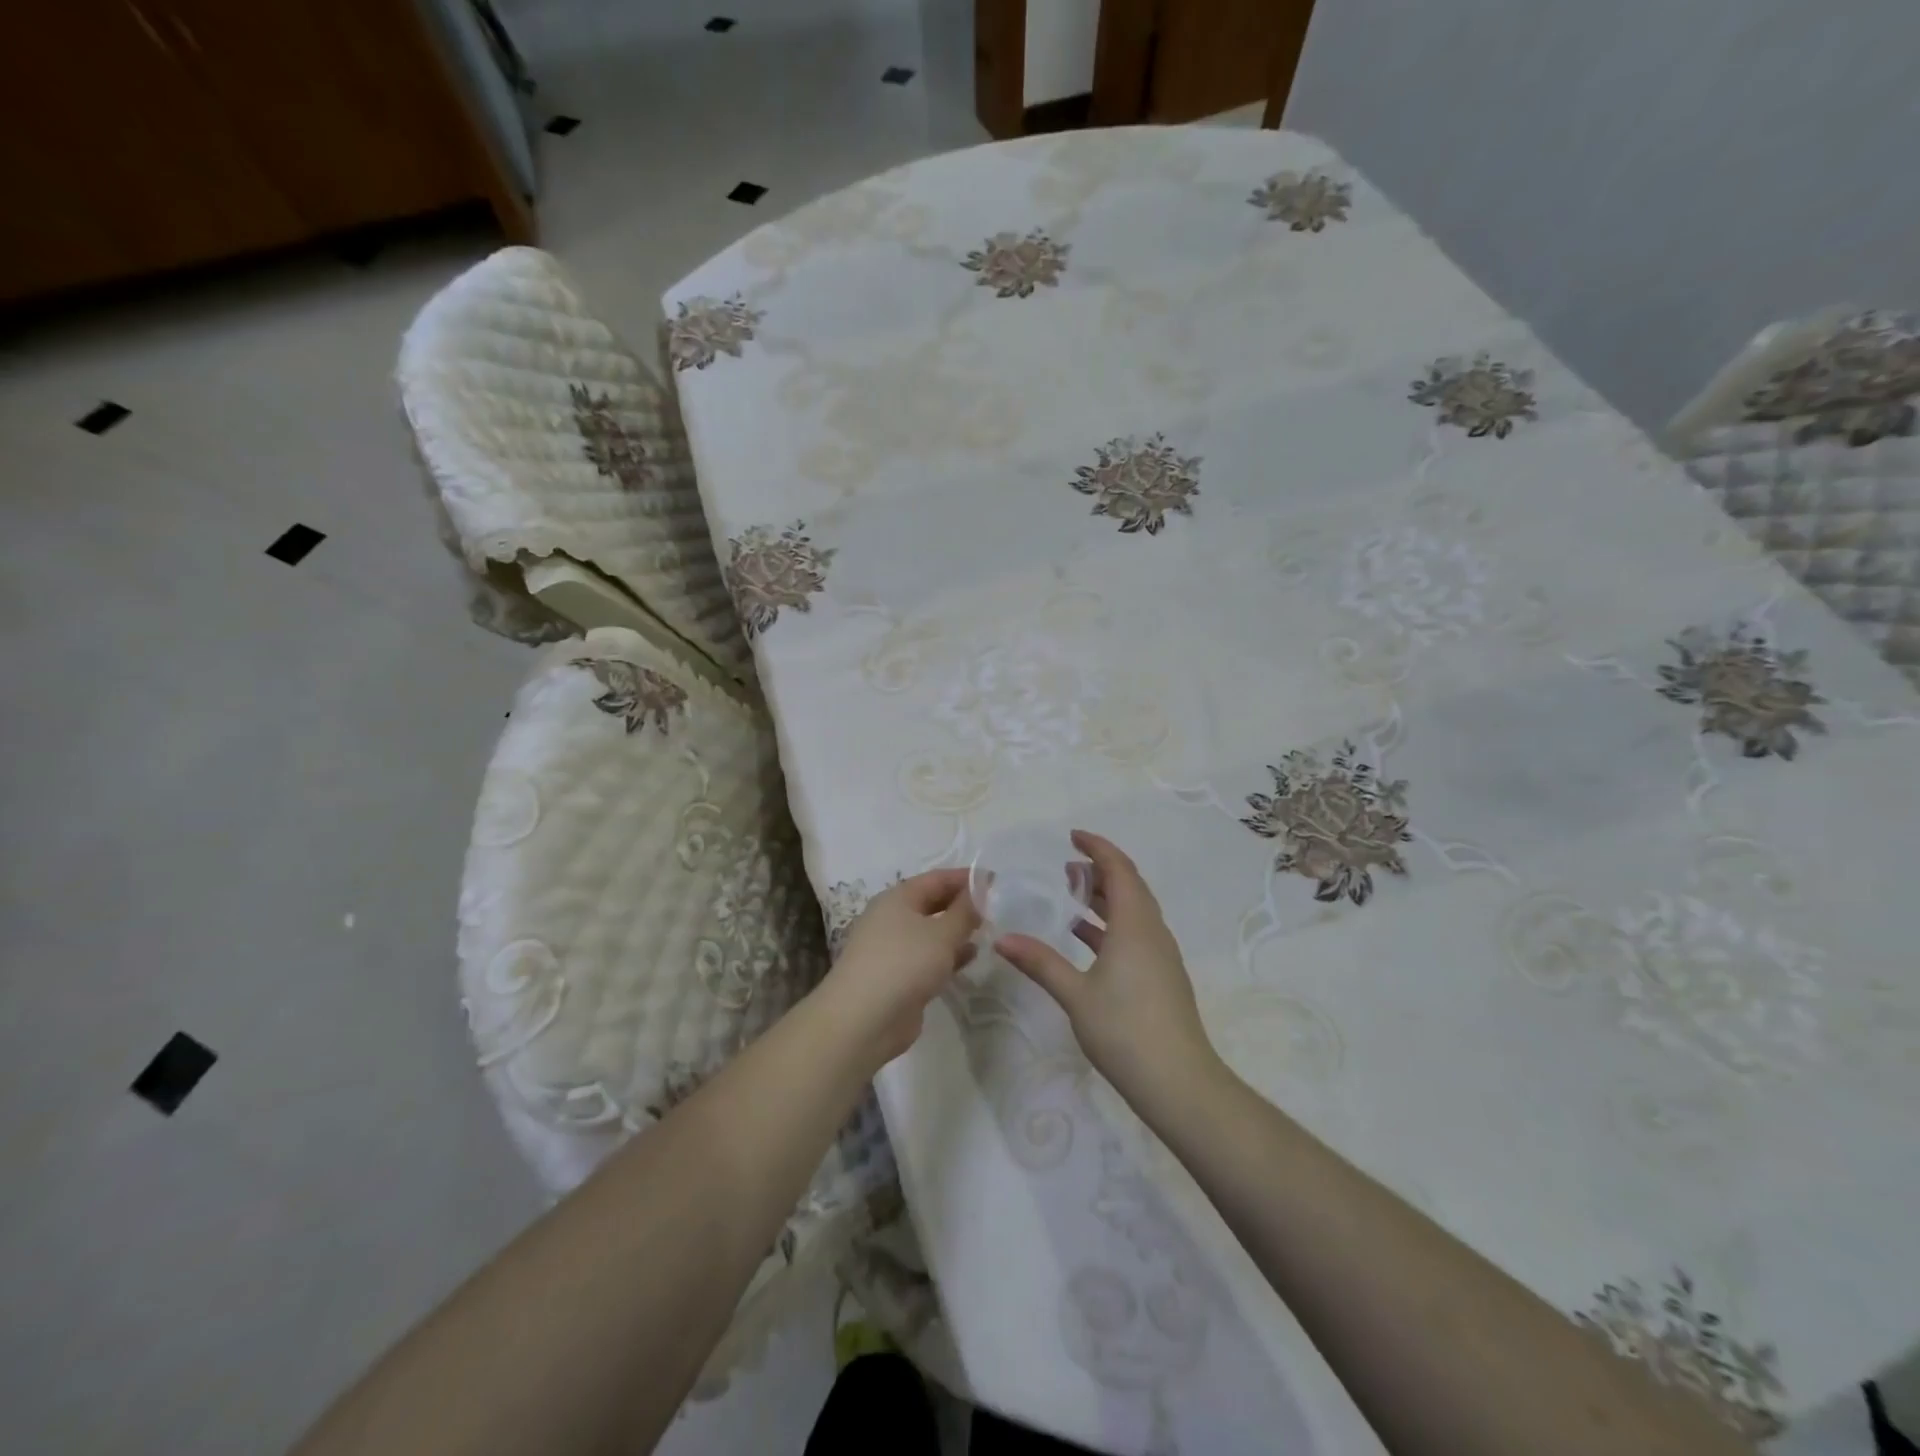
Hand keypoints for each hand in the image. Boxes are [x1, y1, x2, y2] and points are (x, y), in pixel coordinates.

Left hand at [822, 868, 979, 1070]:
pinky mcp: (899, 977)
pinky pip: (929, 957)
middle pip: (933, 904)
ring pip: (932, 932)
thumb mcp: (942, 934)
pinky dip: (949, 955)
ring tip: (988, 932)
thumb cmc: (904, 964)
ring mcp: (894, 949)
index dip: (965, 878)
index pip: (936, 879)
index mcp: (898, 898)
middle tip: (995, 908)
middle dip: (962, 904)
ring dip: (957, 931)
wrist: (863, 1020)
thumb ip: (965, 911)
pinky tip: (971, 958)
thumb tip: (980, 890)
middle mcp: (893, 919)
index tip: (995, 881)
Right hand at [995, 830, 1222, 1115]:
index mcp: (1135, 925)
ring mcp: (1160, 956)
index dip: (1098, 848)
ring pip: (1134, 911)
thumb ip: (1040, 962)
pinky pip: (1135, 934)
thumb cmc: (1125, 1030)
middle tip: (1067, 867)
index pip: (1120, 870)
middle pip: (1130, 886)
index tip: (1072, 837)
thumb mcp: (1075, 995)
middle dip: (1100, 871)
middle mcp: (1152, 932)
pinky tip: (1087, 939)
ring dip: (1106, 898)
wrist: (1178, 1082)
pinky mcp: (1161, 976)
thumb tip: (1003, 939)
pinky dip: (1111, 925)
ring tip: (1072, 895)